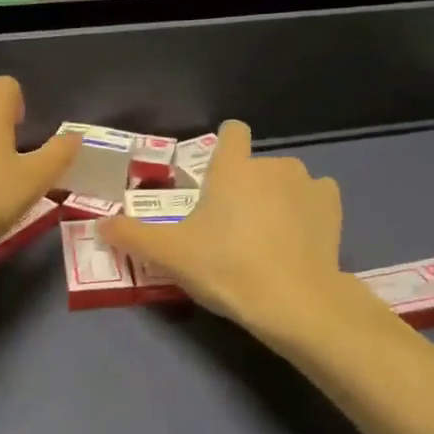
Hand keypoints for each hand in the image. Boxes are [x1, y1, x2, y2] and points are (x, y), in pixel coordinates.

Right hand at [100, 121, 344, 332]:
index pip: (232, 131)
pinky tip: (298, 240)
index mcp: (233, 166)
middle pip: (255, 165)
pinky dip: (307, 212)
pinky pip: (315, 198)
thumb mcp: (169, 255)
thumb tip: (100, 224)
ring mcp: (308, 183)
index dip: (224, 147)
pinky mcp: (333, 207)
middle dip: (245, 187)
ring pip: (286, 181)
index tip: (215, 177)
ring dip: (277, 198)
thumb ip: (131, 235)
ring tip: (267, 238)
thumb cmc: (226, 267)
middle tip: (231, 228)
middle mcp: (272, 164)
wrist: (294, 302)